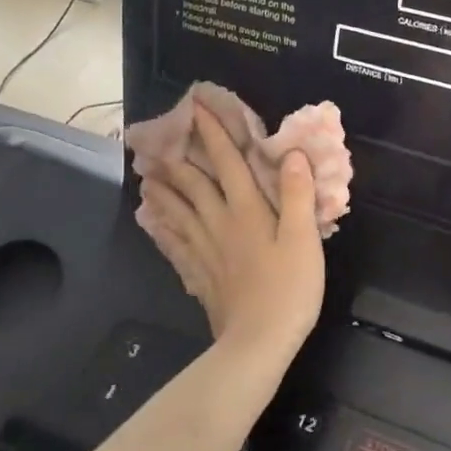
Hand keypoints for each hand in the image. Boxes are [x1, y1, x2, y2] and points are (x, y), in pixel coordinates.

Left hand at [140, 108, 325, 363]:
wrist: (258, 343)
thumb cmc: (289, 289)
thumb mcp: (304, 239)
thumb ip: (297, 195)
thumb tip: (290, 153)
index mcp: (247, 210)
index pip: (227, 162)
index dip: (213, 134)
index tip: (197, 108)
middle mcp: (219, 223)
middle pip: (194, 184)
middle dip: (179, 157)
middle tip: (159, 139)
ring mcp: (205, 250)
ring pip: (178, 211)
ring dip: (163, 189)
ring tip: (146, 174)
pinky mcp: (199, 274)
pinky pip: (175, 244)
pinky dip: (162, 229)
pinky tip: (153, 223)